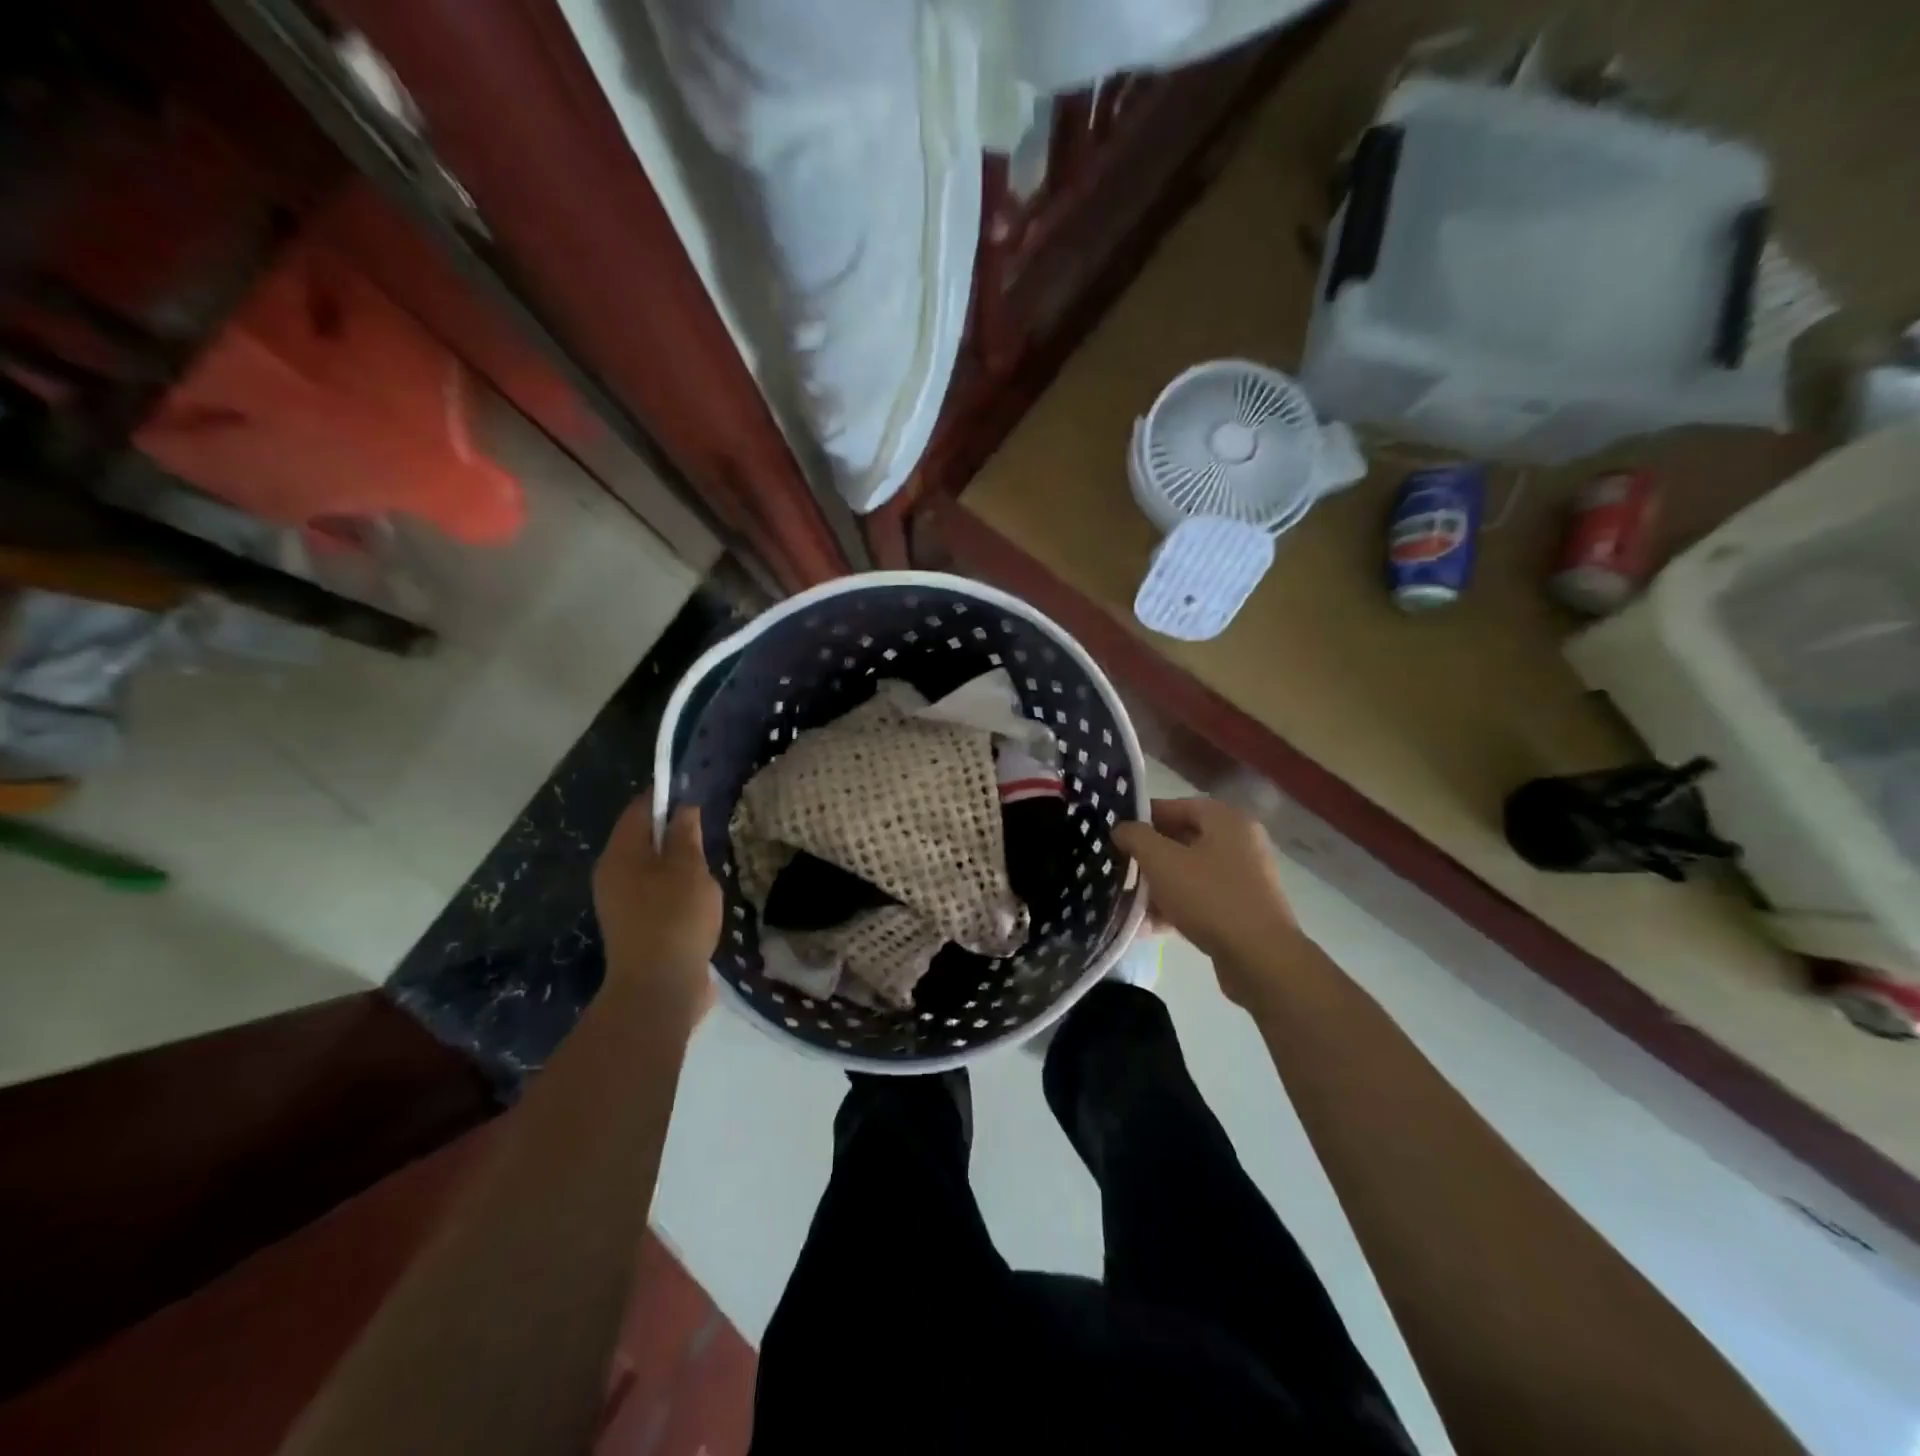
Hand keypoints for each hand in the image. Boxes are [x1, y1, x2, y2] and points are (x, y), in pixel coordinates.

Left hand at [592, 790, 720, 1025]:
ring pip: (650, 869)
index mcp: (620, 855)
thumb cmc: (674, 918)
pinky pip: (656, 894)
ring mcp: (622, 905)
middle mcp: (612, 876)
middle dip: (672, 830)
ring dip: (677, 862)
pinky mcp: (636, 928)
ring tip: (709, 860)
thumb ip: (685, 835)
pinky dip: (676, 887)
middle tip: (707, 826)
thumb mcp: (688, 868)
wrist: (659, 989)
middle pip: (641, 839)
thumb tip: (683, 809)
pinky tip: (701, 895)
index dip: (665, 796)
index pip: (639, 810)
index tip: (695, 791)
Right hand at [1112, 797, 1299, 1006]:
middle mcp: (1239, 842)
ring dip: (1157, 885)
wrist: (1260, 958)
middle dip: (1147, 856)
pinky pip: (1200, 898)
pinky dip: (1175, 907)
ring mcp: (1243, 877)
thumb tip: (1121, 829)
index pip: (1175, 806)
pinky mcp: (1241, 909)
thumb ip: (1136, 837)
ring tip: (1127, 900)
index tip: (1115, 834)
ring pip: (1188, 872)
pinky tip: (1146, 926)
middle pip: (1181, 840)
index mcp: (1225, 819)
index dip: (1142, 817)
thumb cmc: (1209, 896)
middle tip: (1118, 867)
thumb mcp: (1161, 860)